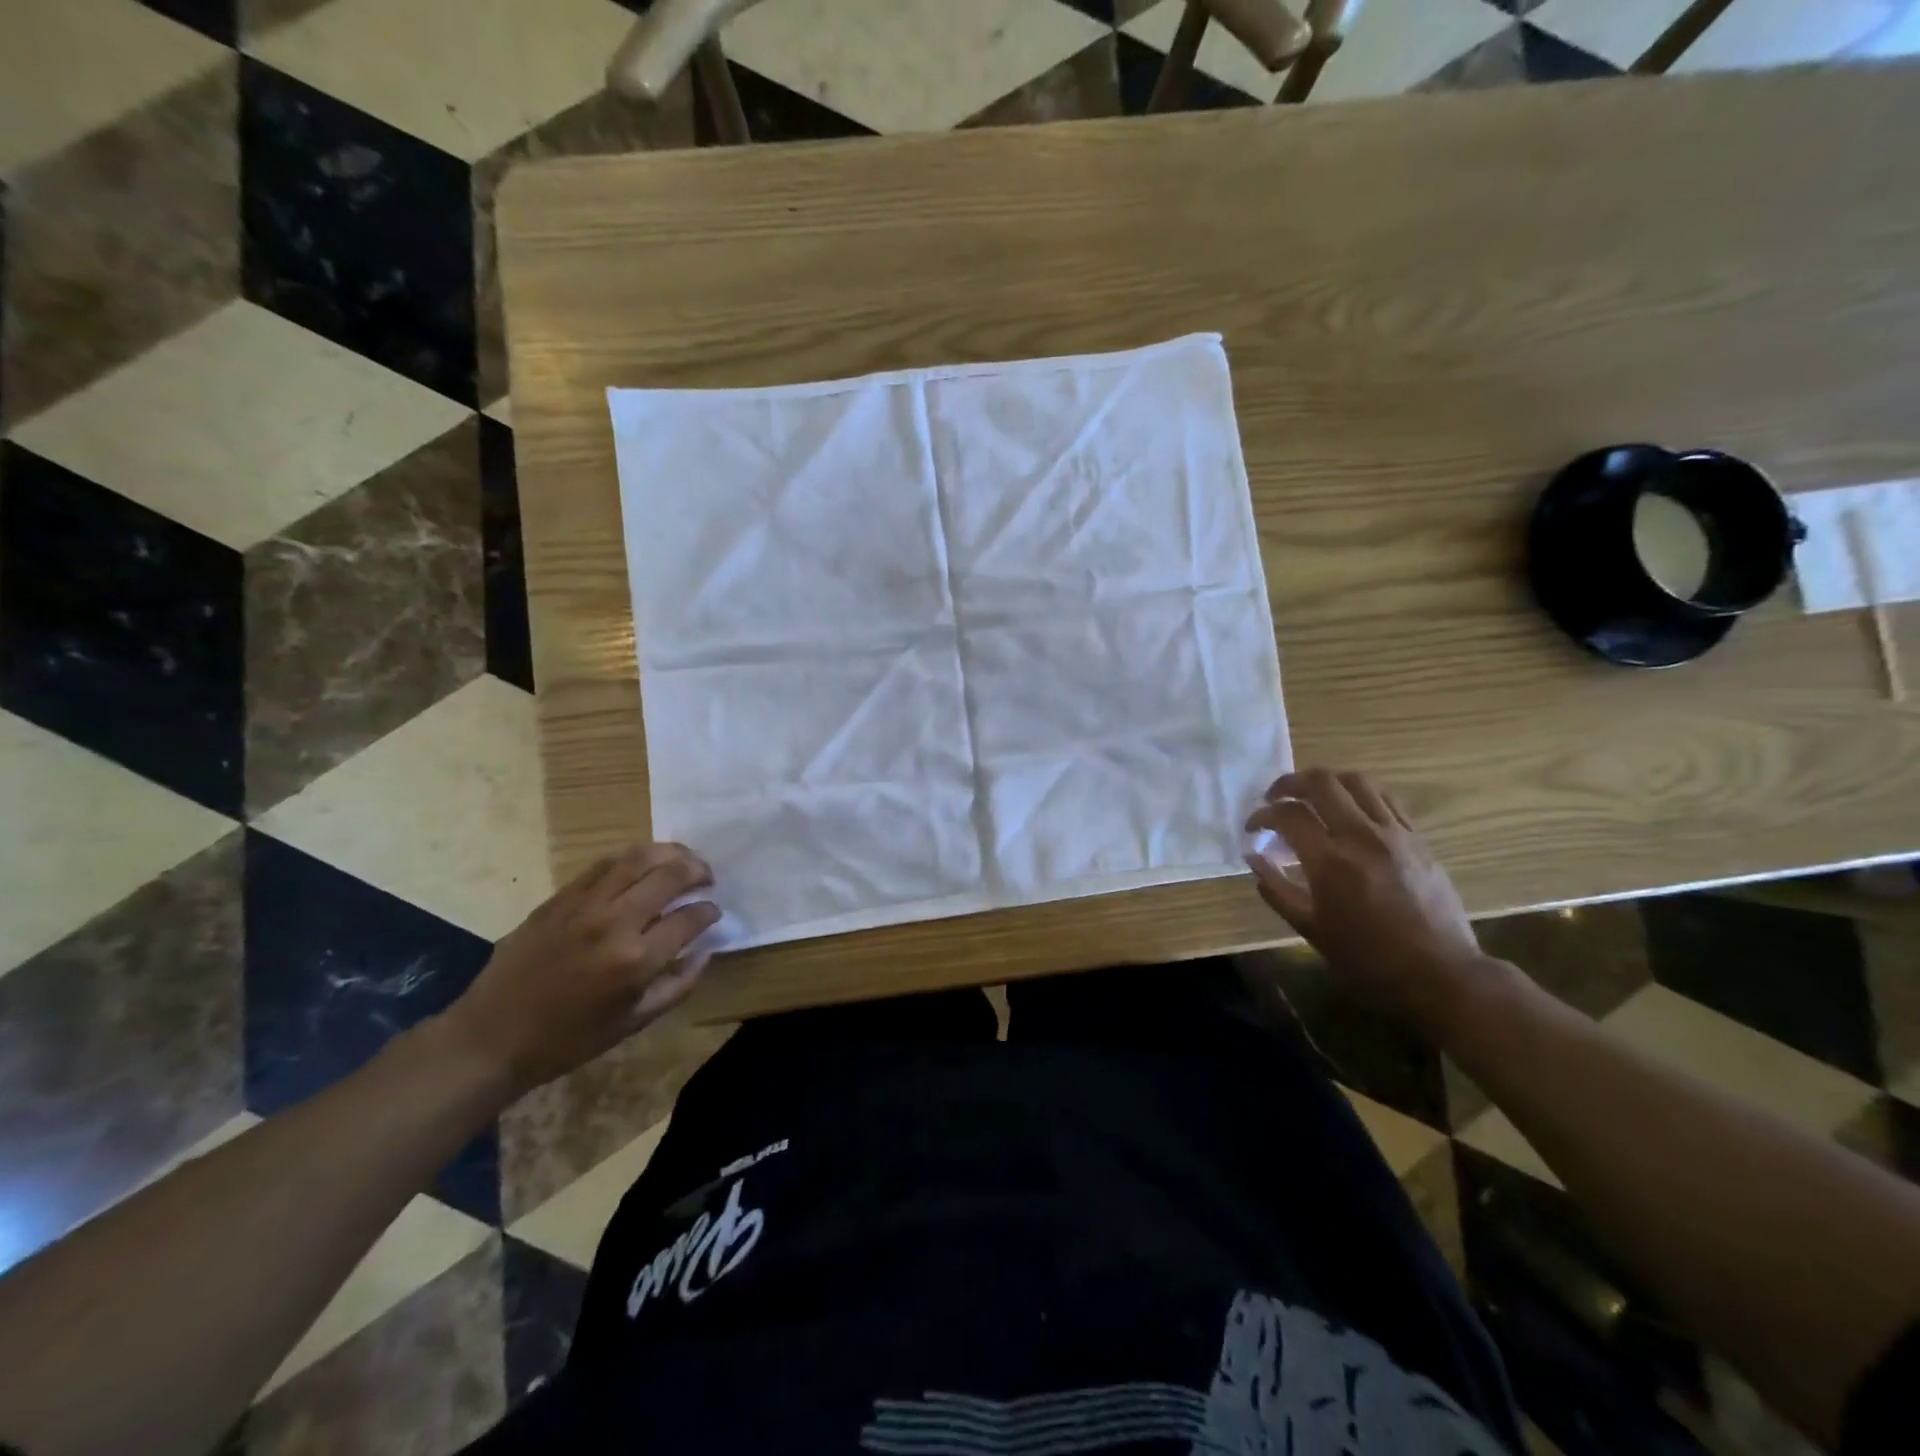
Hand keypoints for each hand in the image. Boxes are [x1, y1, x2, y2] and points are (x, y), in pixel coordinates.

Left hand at [439, 844, 720, 1097]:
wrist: (491, 1037)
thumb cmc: (568, 1039)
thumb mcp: (634, 1023)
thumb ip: (678, 985)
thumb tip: (705, 951)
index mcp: (637, 959)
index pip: (690, 918)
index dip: (709, 911)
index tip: (714, 912)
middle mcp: (615, 922)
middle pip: (670, 875)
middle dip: (698, 871)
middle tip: (707, 878)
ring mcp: (584, 905)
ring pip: (638, 858)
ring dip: (669, 853)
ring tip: (682, 860)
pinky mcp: (559, 898)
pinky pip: (604, 865)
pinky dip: (632, 860)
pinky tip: (642, 866)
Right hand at [1245, 769, 1504, 1034]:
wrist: (1439, 974)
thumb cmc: (1367, 958)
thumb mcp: (1310, 929)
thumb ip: (1276, 888)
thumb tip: (1253, 857)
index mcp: (1330, 862)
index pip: (1288, 814)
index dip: (1262, 815)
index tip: (1253, 828)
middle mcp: (1361, 837)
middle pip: (1321, 783)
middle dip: (1290, 783)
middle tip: (1276, 798)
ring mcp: (1394, 834)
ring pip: (1356, 781)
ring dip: (1326, 781)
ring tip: (1312, 796)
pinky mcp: (1417, 839)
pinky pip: (1385, 798)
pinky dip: (1359, 794)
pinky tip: (1349, 810)